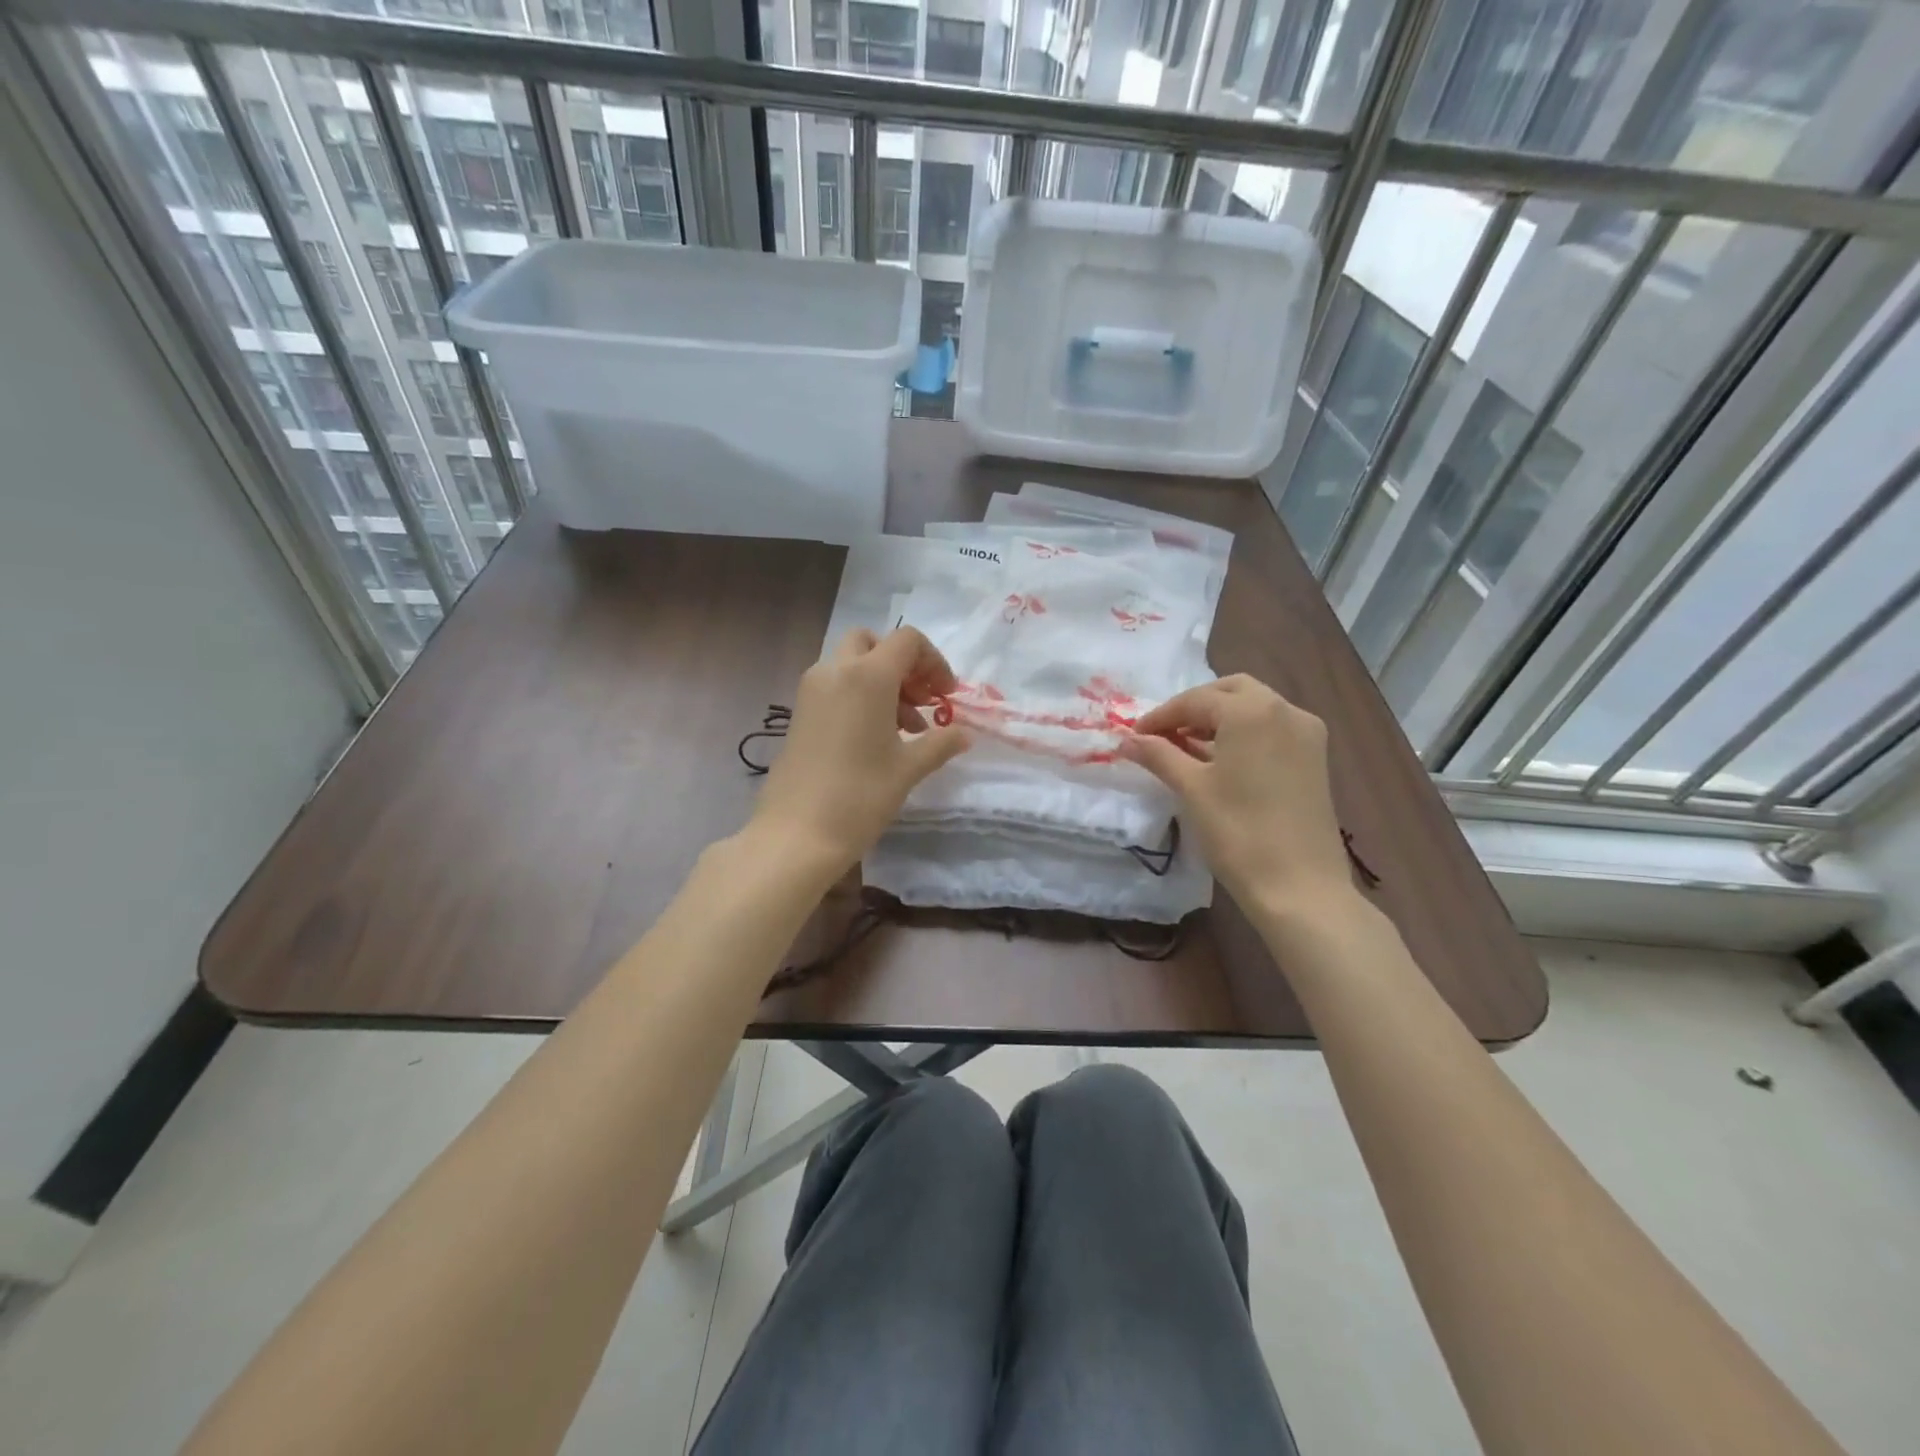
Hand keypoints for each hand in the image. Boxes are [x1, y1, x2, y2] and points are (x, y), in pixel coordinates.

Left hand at [750, 627, 968, 875]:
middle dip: (902, 664)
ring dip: (882, 682)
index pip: (908, 641)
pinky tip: (875, 738)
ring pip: (851, 663)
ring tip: (905, 728)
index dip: (934, 662)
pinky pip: (835, 686)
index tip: (945, 697)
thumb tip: (963, 734)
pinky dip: (859, 695)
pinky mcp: (799, 712)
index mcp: (867, 675)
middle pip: (873, 643)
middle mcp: (835, 671)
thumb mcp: (908, 769)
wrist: (796, 834)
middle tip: (920, 701)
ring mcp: (811, 690)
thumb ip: (940, 743)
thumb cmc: (860, 796)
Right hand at [1122, 675, 1349, 911]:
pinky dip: (1243, 733)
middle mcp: (1286, 710)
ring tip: (1185, 746)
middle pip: (1231, 691)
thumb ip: (1158, 755)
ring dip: (1219, 718)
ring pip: (1255, 708)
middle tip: (1164, 734)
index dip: (1161, 716)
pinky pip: (1272, 729)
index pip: (1197, 700)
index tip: (1134, 735)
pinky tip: (1220, 759)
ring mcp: (1307, 734)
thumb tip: (1127, 739)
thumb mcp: (1191, 789)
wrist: (1300, 887)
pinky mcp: (1315, 758)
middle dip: (1194, 707)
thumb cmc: (1238, 832)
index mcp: (1253, 711)